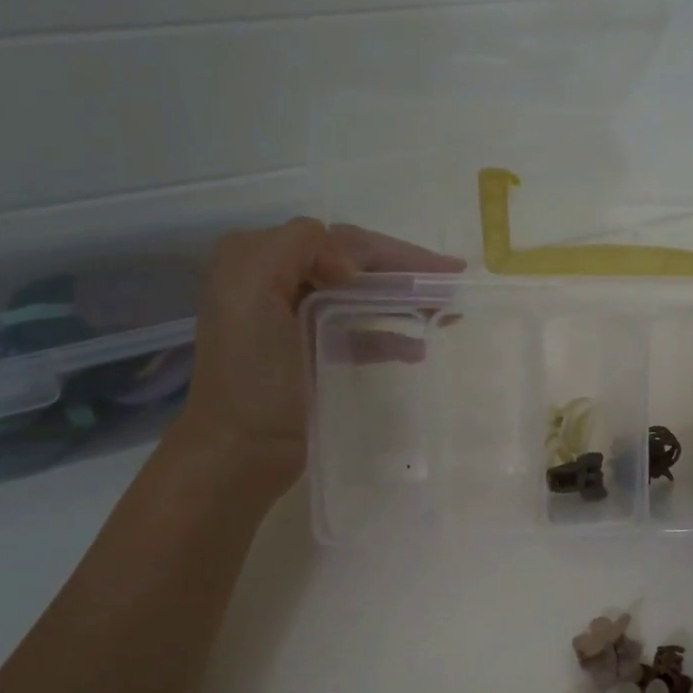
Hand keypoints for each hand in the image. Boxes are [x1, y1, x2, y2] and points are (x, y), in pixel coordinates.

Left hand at [169, 219, 462, 498]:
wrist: (239, 451)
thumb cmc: (250, 375)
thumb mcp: (252, 291)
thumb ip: (296, 248)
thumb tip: (349, 265)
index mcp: (258, 259)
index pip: (339, 240)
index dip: (389, 251)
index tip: (430, 275)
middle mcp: (275, 281)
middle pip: (355, 264)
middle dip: (404, 272)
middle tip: (454, 282)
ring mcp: (295, 319)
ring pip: (361, 296)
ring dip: (404, 300)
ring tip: (448, 312)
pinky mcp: (311, 353)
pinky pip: (358, 331)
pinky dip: (389, 334)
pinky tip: (419, 347)